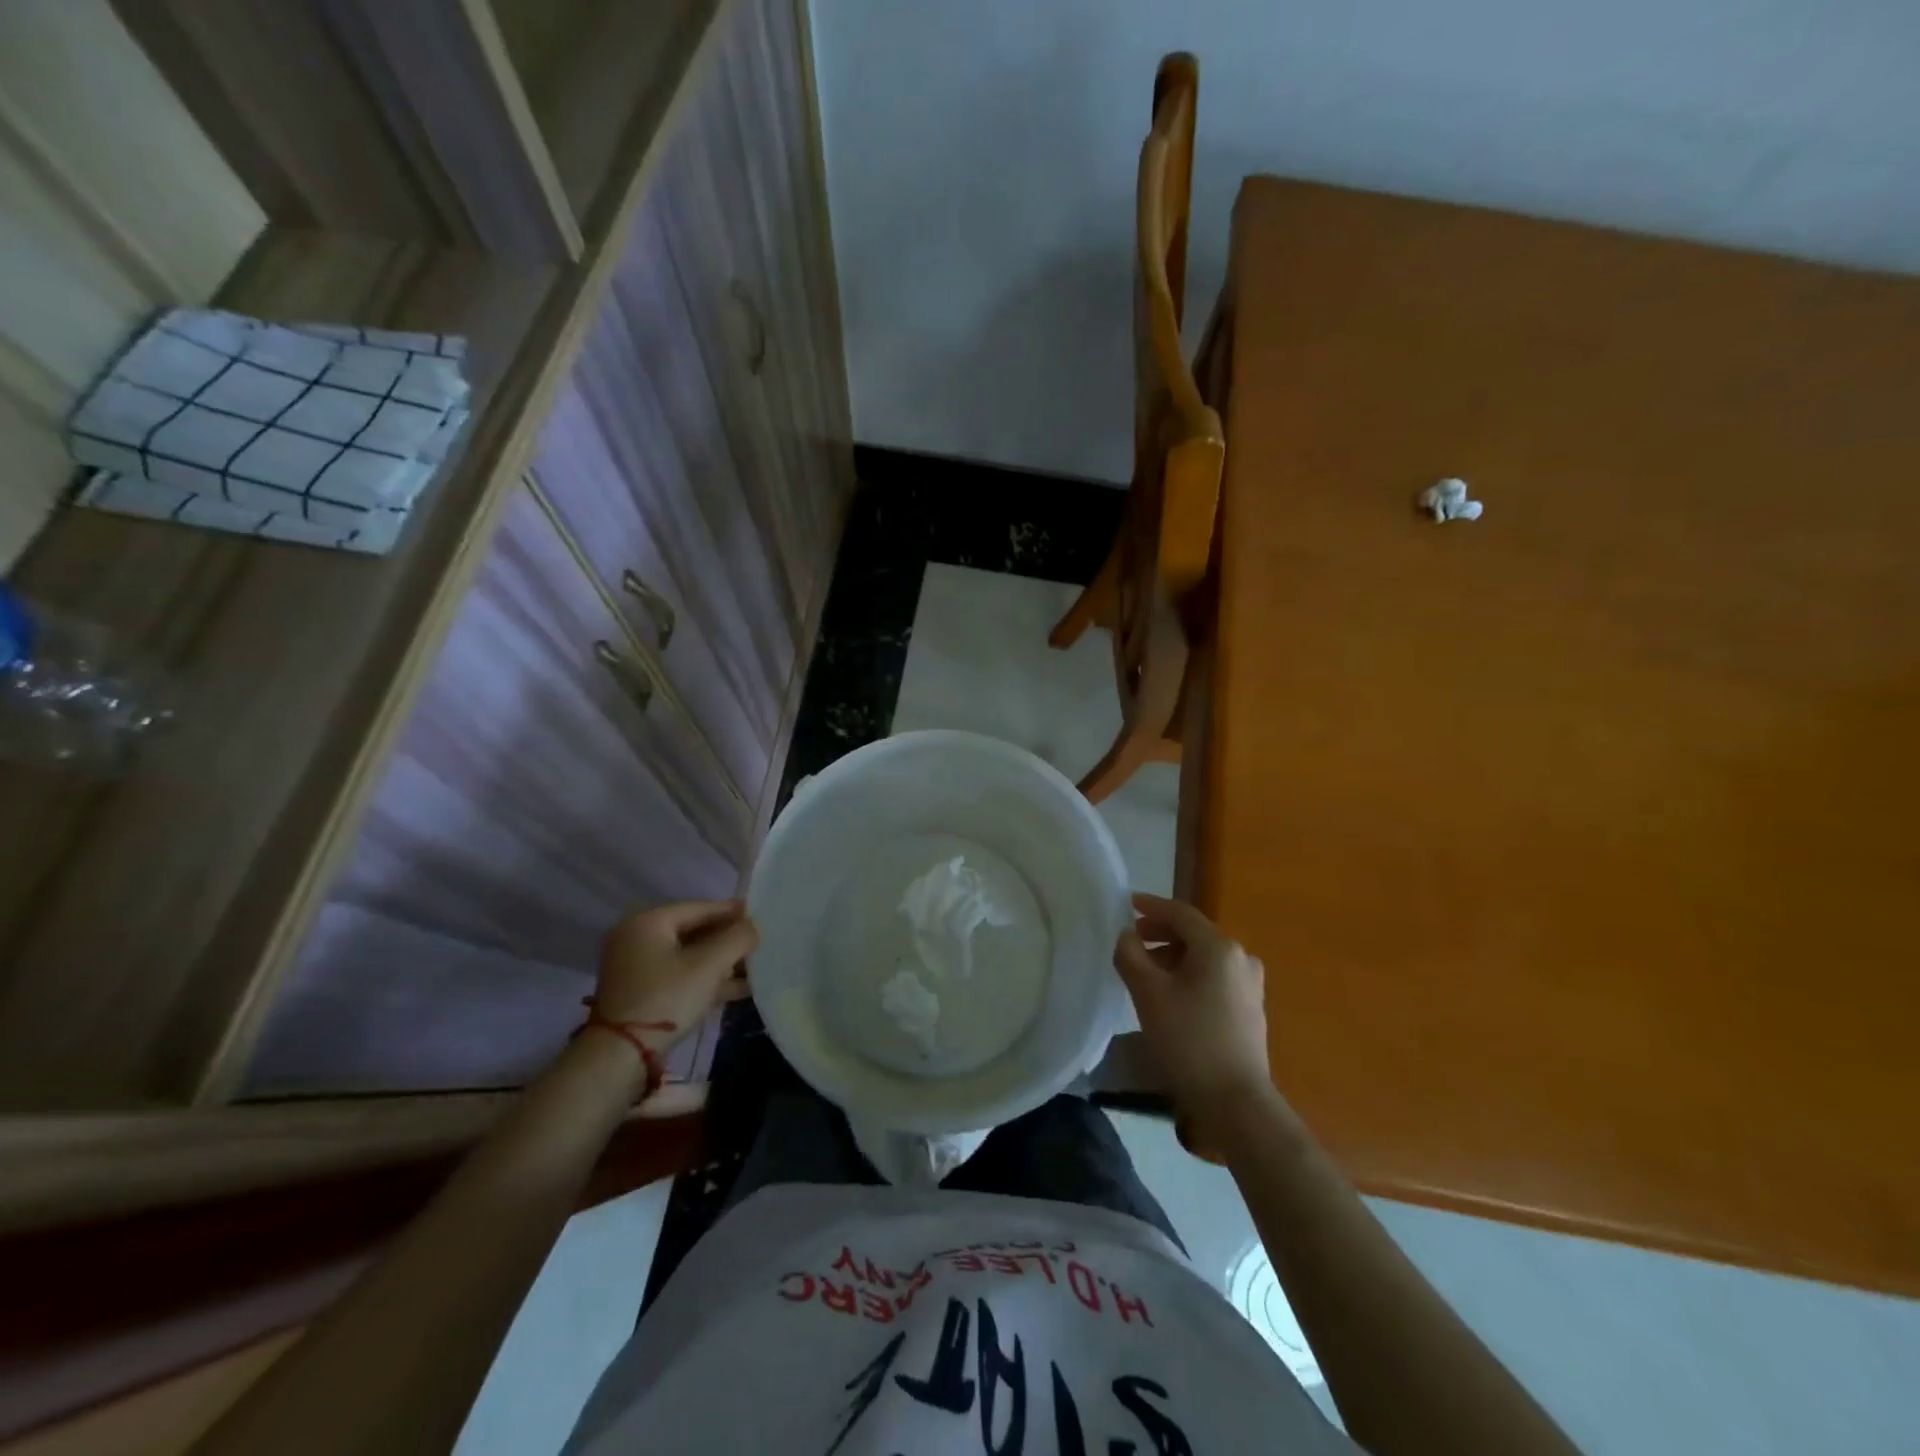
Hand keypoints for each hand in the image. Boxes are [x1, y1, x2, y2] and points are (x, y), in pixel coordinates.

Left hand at [594, 900, 758, 1050]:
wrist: (620, 1057)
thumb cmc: (666, 998)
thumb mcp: (709, 965)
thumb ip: (737, 938)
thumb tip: (754, 926)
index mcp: (648, 922)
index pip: (700, 907)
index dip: (733, 911)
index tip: (761, 914)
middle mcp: (638, 938)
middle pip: (694, 931)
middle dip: (729, 940)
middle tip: (760, 942)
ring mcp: (637, 968)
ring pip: (689, 956)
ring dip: (722, 963)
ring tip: (757, 968)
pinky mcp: (642, 993)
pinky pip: (681, 976)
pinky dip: (707, 980)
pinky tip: (739, 988)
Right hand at [1114, 893, 1276, 1141]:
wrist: (1235, 1101)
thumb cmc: (1188, 1040)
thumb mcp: (1148, 994)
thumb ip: (1131, 956)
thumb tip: (1127, 936)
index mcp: (1219, 947)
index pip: (1180, 913)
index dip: (1151, 906)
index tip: (1126, 904)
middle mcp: (1240, 958)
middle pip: (1194, 934)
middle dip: (1160, 934)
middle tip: (1131, 941)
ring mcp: (1250, 984)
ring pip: (1204, 957)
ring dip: (1173, 956)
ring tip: (1146, 972)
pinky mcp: (1250, 1008)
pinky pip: (1214, 976)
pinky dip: (1190, 974)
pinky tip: (1170, 994)